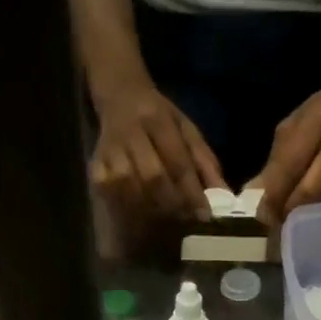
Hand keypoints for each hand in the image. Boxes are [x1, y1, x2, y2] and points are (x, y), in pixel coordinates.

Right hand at [91, 81, 225, 223]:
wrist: (120, 93)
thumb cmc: (159, 116)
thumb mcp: (187, 129)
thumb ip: (205, 162)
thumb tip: (224, 196)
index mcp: (158, 120)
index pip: (178, 162)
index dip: (192, 192)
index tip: (204, 216)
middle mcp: (132, 133)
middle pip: (152, 177)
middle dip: (172, 204)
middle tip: (185, 223)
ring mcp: (110, 149)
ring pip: (128, 187)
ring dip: (148, 210)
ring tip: (165, 226)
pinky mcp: (95, 163)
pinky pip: (108, 191)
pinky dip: (123, 207)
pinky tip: (137, 219)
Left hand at [250, 76, 320, 225]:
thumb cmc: (319, 115)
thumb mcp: (290, 128)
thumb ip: (274, 163)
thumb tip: (252, 195)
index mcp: (319, 122)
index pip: (291, 167)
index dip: (274, 195)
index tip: (261, 213)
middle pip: (310, 192)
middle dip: (287, 211)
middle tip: (274, 222)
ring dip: (303, 217)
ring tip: (289, 220)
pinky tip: (311, 214)